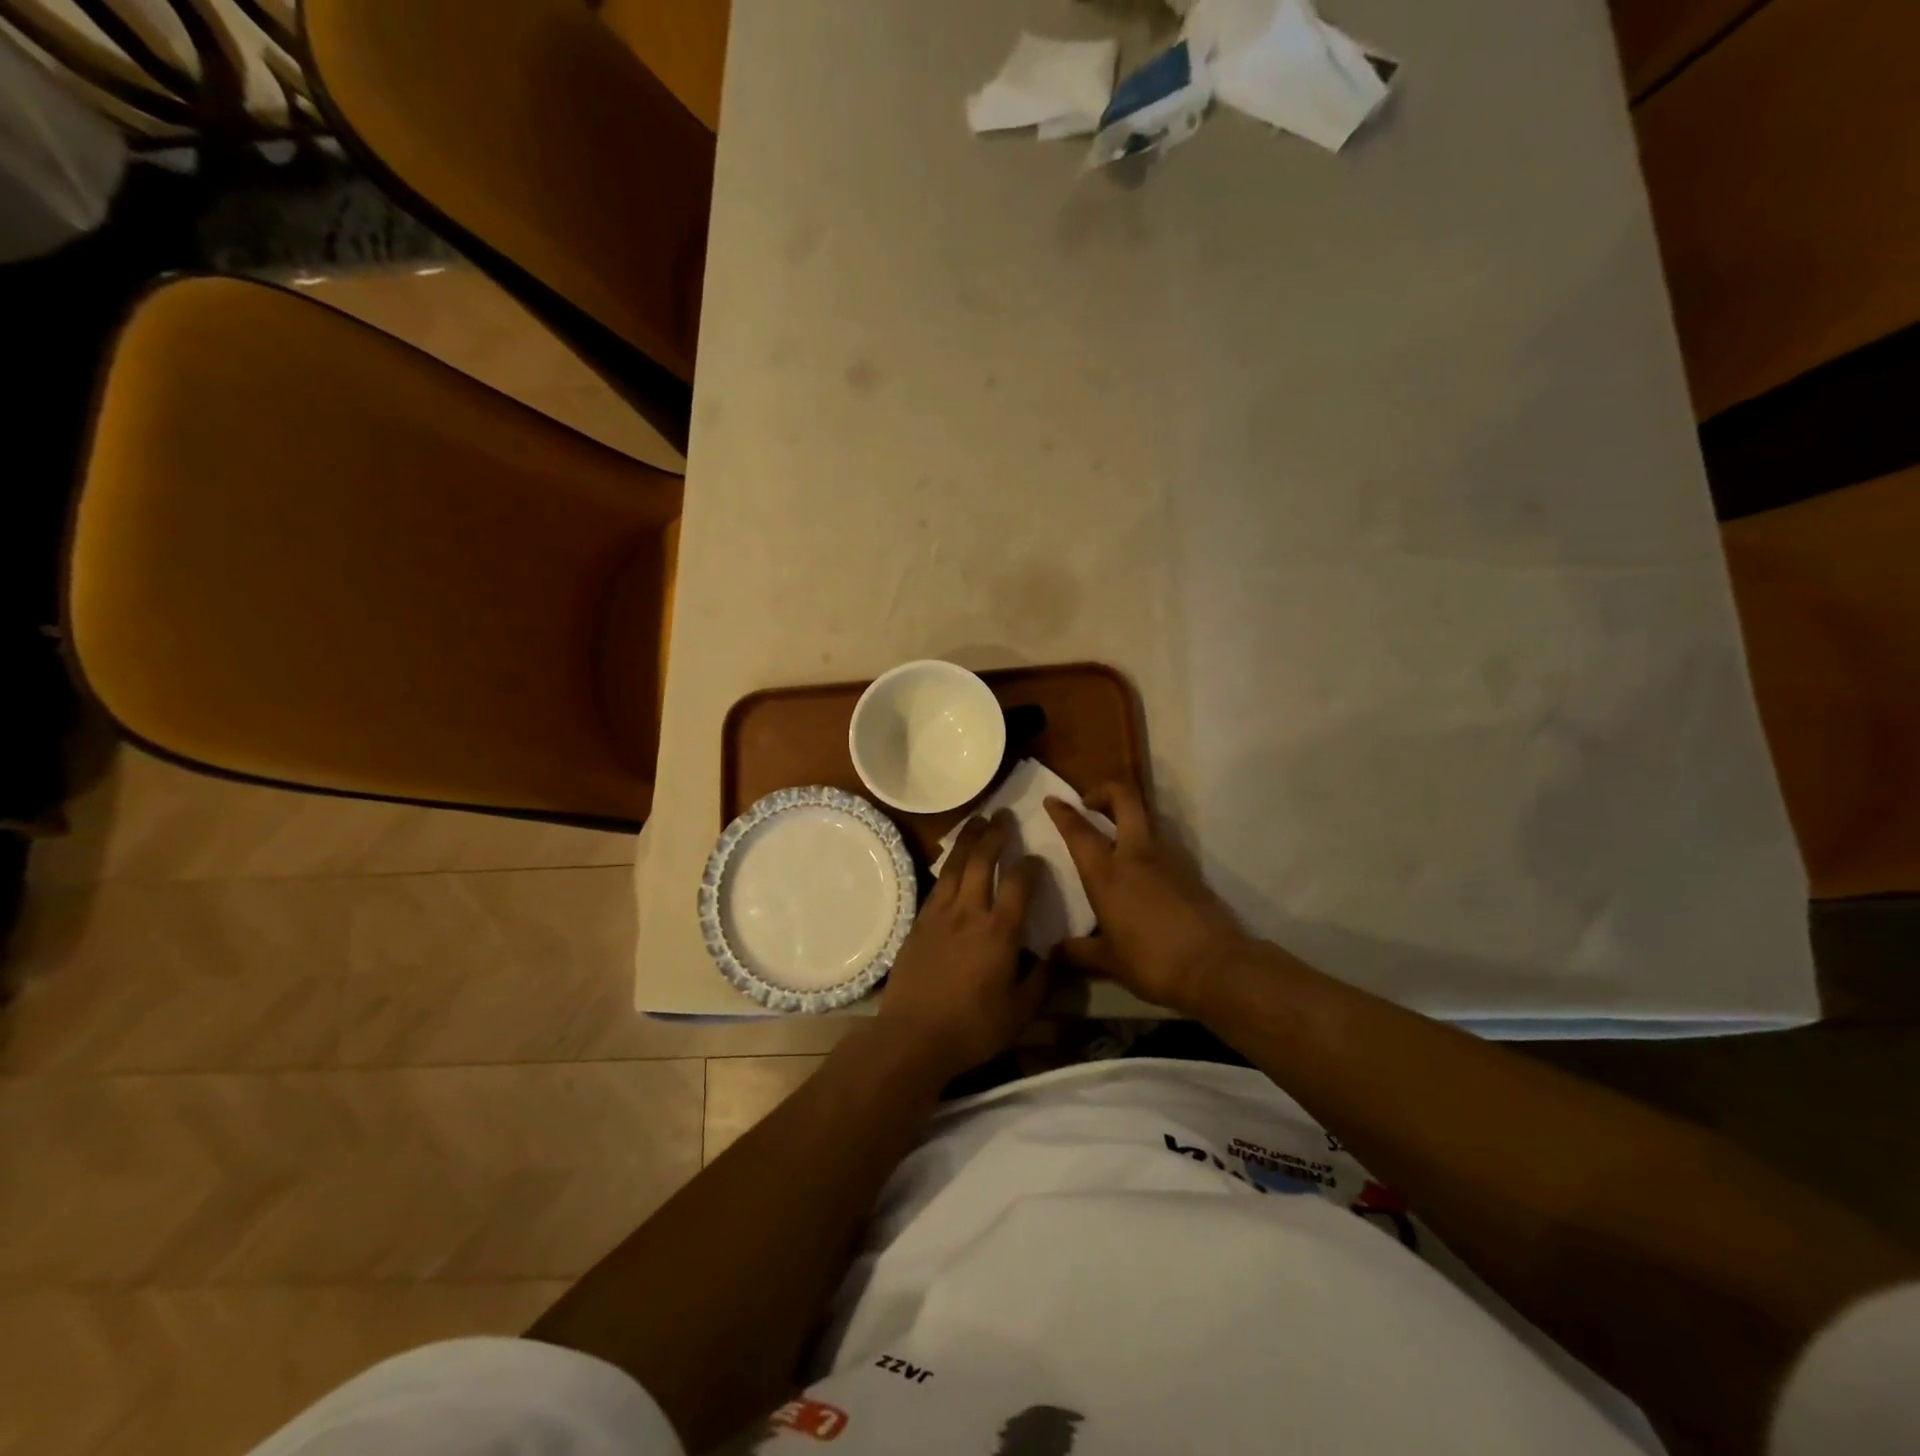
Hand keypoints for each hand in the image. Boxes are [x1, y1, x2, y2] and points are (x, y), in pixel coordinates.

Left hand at [877, 811, 1048, 1079]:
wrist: (912, 1036)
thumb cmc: (972, 1028)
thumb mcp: (1021, 1012)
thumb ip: (1043, 980)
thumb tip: (1058, 954)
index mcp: (999, 931)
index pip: (1019, 883)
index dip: (1030, 866)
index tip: (1037, 858)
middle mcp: (969, 912)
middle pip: (982, 861)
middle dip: (995, 834)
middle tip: (1002, 815)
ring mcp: (940, 914)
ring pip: (955, 865)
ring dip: (968, 840)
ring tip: (977, 821)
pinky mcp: (919, 923)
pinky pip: (936, 884)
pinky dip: (947, 865)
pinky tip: (951, 862)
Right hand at [1044, 783, 1247, 1013]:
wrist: (1216, 968)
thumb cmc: (1152, 961)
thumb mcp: (1109, 962)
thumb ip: (1079, 952)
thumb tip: (1056, 953)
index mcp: (1107, 873)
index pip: (1079, 831)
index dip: (1063, 812)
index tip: (1053, 800)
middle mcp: (1136, 855)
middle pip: (1124, 800)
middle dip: (1105, 791)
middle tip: (1090, 803)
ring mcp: (1168, 859)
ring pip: (1147, 819)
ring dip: (1129, 817)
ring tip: (1115, 836)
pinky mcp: (1190, 871)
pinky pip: (1163, 846)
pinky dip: (1148, 846)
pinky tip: (1142, 872)